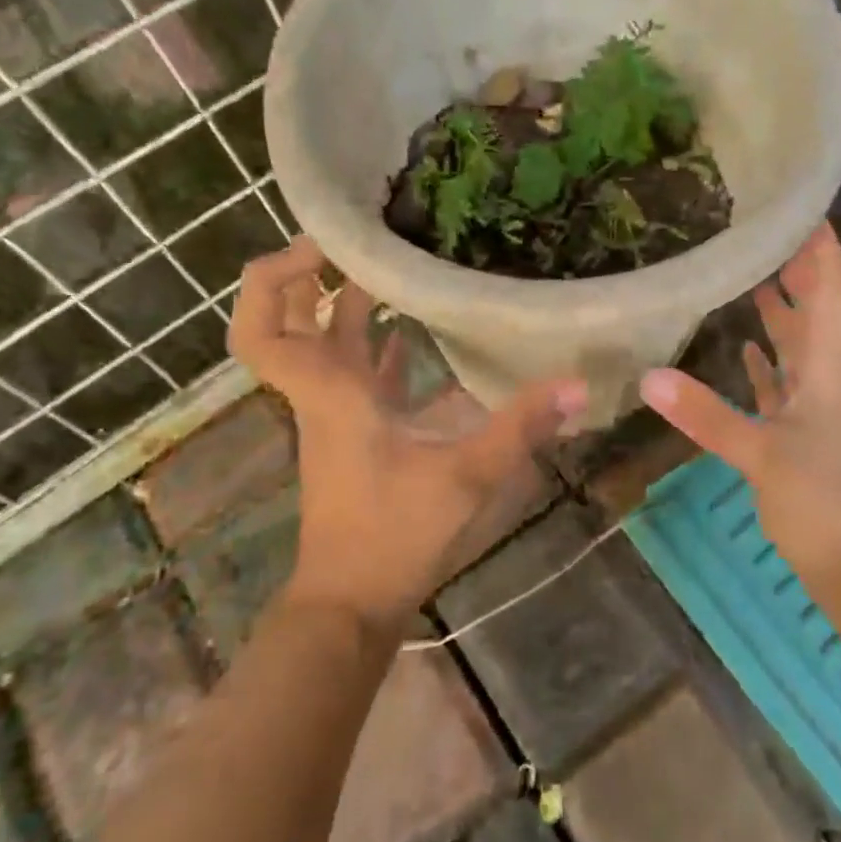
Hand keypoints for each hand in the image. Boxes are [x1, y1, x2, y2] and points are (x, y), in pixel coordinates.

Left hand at [228, 237, 587, 636]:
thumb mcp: (464, 477)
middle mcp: (324, 393)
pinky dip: (382, 347)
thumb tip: (578, 384)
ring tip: (402, 265)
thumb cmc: (393, 536)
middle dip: (316, 274)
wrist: (353, 603)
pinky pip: (361, 373)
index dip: (275, 278)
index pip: (262, 329)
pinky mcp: (357, 433)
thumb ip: (520, 428)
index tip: (321, 245)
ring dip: (353, 304)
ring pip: (329, 343)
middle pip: (291, 321)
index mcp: (329, 392)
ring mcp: (338, 413)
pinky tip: (423, 333)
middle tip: (365, 238)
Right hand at [639, 223, 840, 592]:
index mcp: (830, 370)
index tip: (803, 207)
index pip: (832, 293)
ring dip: (781, 309)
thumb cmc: (821, 503)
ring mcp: (817, 405)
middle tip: (763, 229)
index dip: (822, 249)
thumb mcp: (761, 456)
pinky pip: (783, 380)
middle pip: (815, 309)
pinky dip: (766, 359)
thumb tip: (648, 377)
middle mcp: (828, 377)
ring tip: (753, 271)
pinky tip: (745, 344)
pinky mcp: (802, 429)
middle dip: (796, 268)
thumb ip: (706, 415)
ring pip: (799, 343)